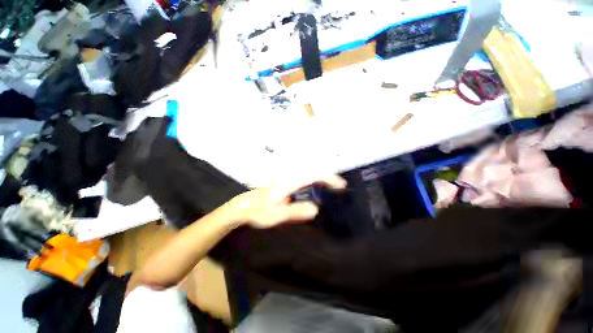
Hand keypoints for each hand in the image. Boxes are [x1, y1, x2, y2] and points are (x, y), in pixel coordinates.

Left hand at [225, 175, 346, 228]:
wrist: (243, 207)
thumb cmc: (258, 211)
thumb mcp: (275, 215)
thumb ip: (294, 211)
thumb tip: (316, 209)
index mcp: (287, 183)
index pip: (312, 175)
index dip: (327, 178)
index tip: (340, 185)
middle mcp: (288, 177)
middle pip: (312, 171)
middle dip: (327, 177)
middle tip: (339, 187)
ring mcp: (286, 178)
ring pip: (308, 173)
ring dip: (321, 178)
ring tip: (332, 187)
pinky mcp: (285, 181)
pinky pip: (303, 178)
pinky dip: (313, 180)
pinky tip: (316, 188)